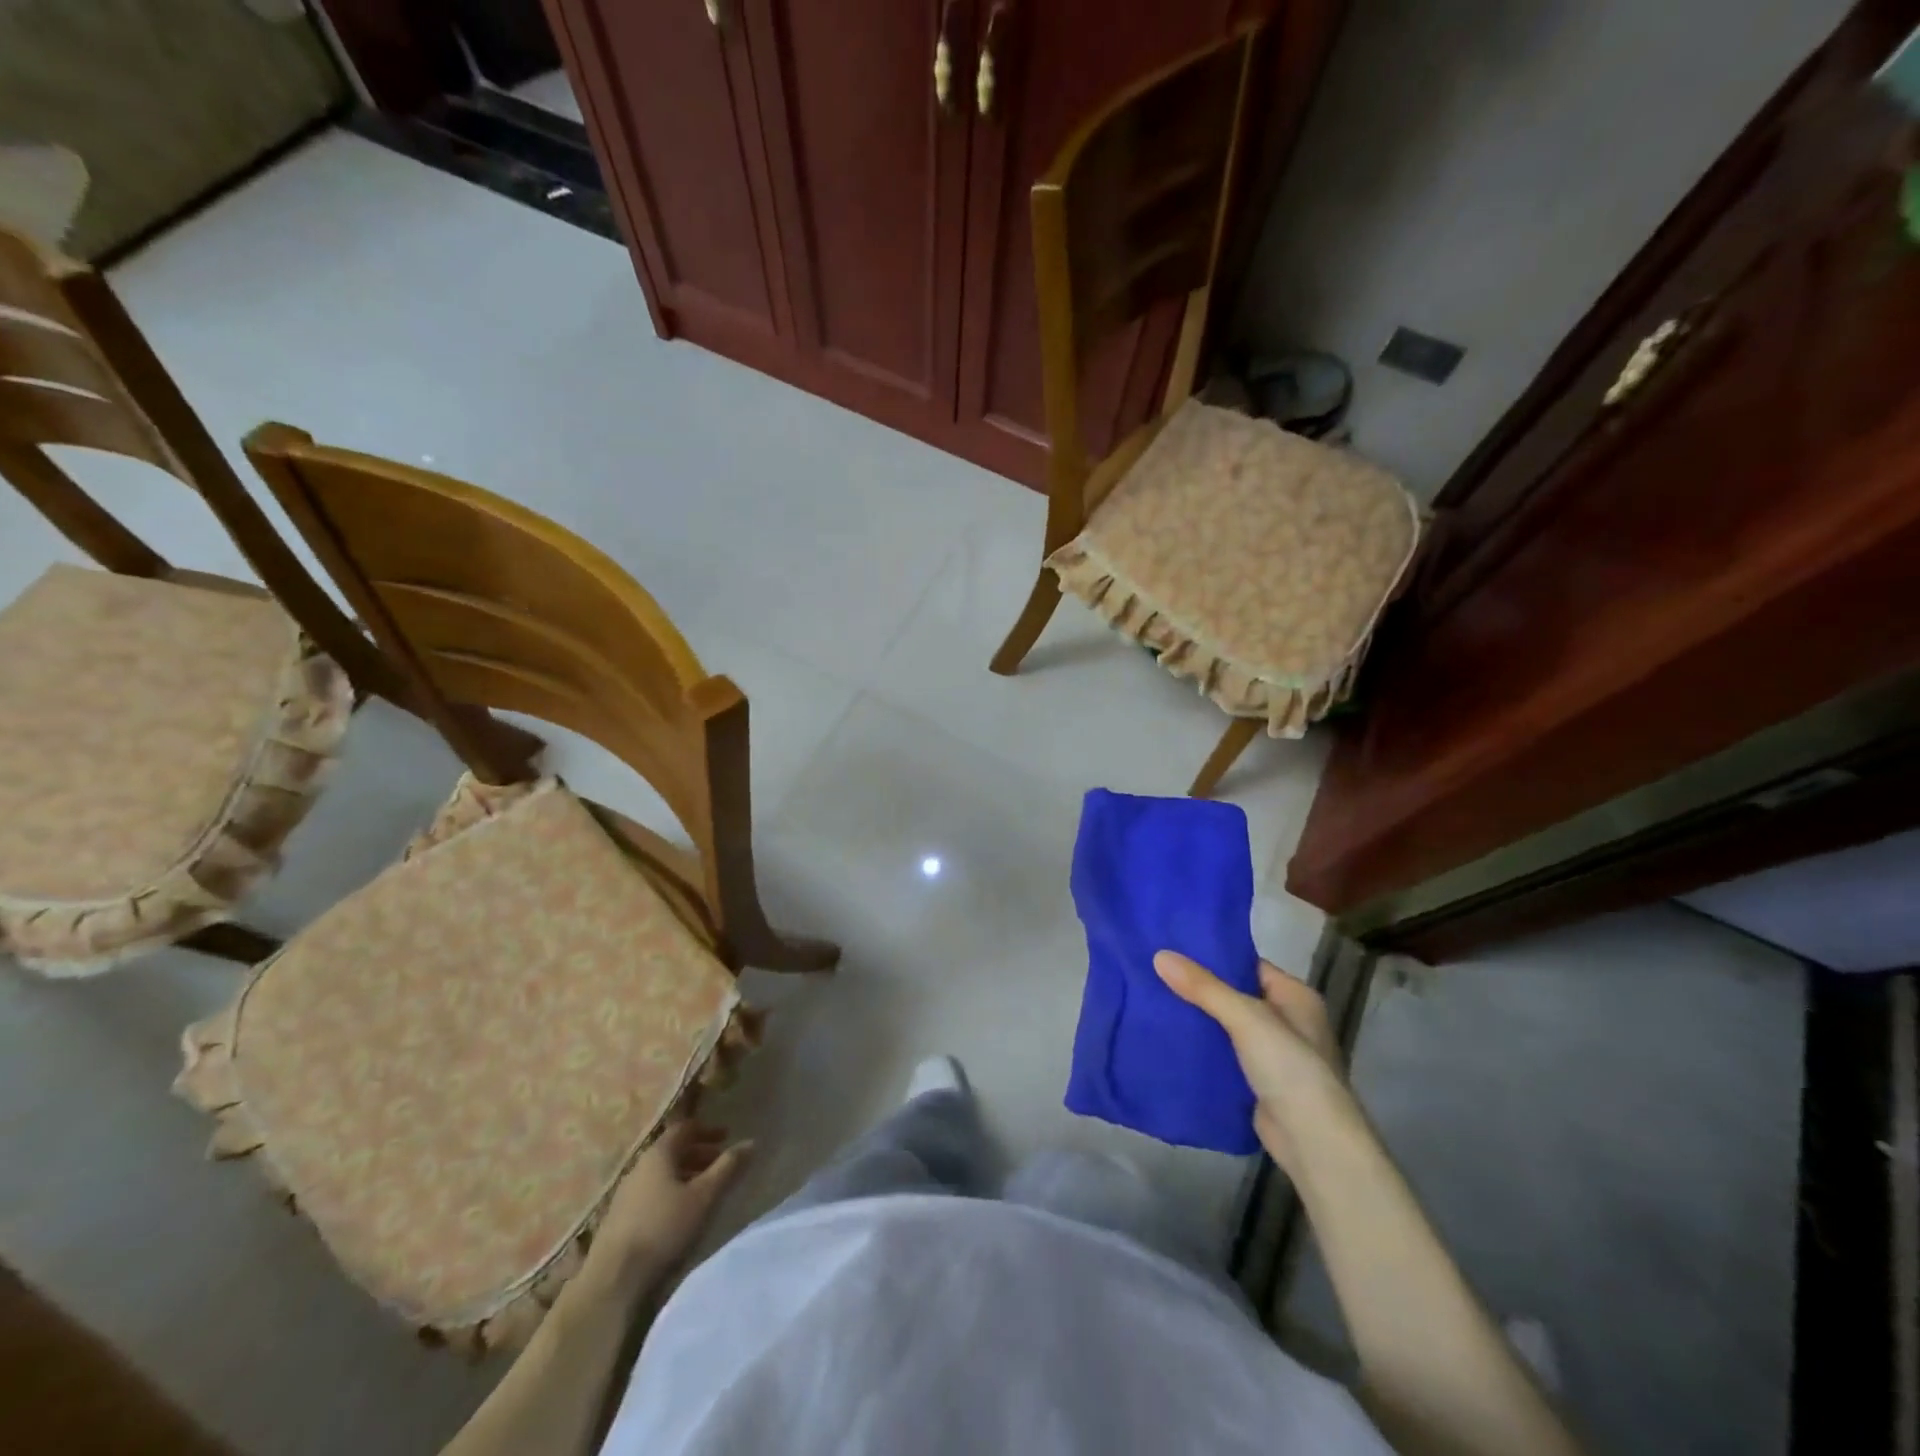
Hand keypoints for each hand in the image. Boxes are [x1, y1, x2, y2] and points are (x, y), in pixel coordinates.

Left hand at [595, 1119, 750, 1275]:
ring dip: (685, 1175)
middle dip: (698, 1154)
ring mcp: (626, 1193)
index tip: (726, 1137)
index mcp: (658, 1153)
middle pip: (672, 1151)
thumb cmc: (664, 1228)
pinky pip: (651, 1193)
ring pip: (661, 1174)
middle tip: (719, 1164)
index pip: (684, 1128)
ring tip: (704, 1191)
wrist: (613, 1280)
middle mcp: (639, 1166)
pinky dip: (670, 1192)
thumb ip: (728, 1167)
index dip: (707, 1130)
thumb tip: (751, 1142)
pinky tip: (679, 1213)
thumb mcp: (704, 1196)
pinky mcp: (619, 1218)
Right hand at [1154, 951, 1357, 1177]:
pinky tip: (1169, 1039)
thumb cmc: (1289, 1067)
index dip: (1213, 957)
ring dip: (1197, 1018)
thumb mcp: (1246, 1018)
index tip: (1173, 948)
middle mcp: (1287, 1020)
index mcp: (1295, 996)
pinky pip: (1223, 1054)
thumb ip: (1204, 988)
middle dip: (1199, 988)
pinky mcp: (1257, 1082)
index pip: (1248, 965)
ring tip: (1153, 999)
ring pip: (1226, 1026)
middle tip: (1155, 972)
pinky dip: (1202, 1047)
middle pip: (1235, 995)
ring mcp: (1273, 1054)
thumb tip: (1160, 955)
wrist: (1312, 1142)